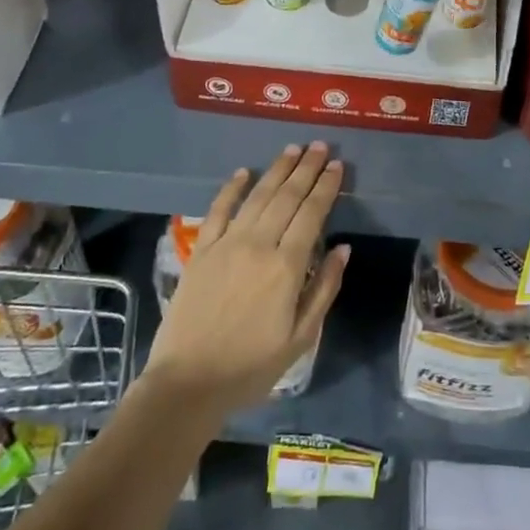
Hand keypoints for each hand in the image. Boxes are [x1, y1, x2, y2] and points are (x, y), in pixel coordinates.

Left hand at [145, 143, 349, 412]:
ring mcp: (226, 244)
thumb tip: (343, 248)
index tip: (337, 166)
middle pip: (286, 197)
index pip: (312, 214)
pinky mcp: (201, 251)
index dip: (326, 187)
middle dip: (306, 169)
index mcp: (286, 267)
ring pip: (257, 196)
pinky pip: (218, 211)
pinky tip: (243, 172)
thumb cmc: (251, 366)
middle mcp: (258, 245)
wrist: (187, 384)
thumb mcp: (301, 338)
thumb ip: (324, 288)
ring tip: (292, 149)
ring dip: (277, 170)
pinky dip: (231, 188)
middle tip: (319, 146)